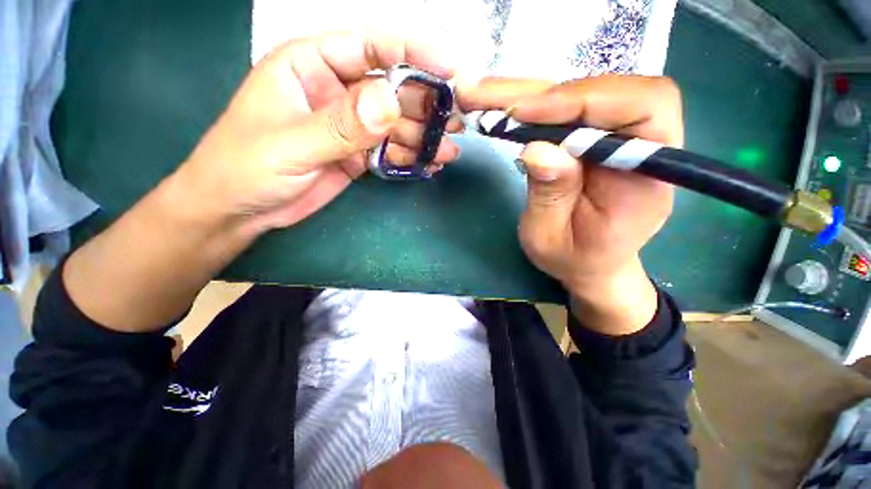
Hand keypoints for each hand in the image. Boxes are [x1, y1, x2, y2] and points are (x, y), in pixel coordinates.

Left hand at [63, 33, 462, 331]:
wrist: (240, 210)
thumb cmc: (246, 168)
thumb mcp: (290, 144)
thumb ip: (340, 125)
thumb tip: (389, 101)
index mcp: (312, 65)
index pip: (371, 45)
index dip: (414, 52)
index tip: (450, 69)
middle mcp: (337, 90)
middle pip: (393, 88)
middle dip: (426, 105)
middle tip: (456, 122)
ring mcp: (350, 125)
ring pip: (396, 124)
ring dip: (423, 137)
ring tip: (447, 151)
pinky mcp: (357, 154)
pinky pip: (390, 150)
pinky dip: (410, 157)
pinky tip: (428, 165)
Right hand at [458, 75, 682, 334]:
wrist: (591, 263)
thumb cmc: (575, 258)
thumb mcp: (553, 237)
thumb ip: (549, 195)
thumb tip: (536, 148)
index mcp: (648, 174)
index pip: (640, 106)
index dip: (582, 100)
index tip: (526, 113)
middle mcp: (642, 143)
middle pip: (602, 89)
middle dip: (539, 92)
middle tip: (485, 94)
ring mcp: (616, 136)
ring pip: (576, 94)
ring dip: (527, 93)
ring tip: (482, 96)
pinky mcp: (592, 137)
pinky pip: (564, 109)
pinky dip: (530, 105)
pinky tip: (501, 107)